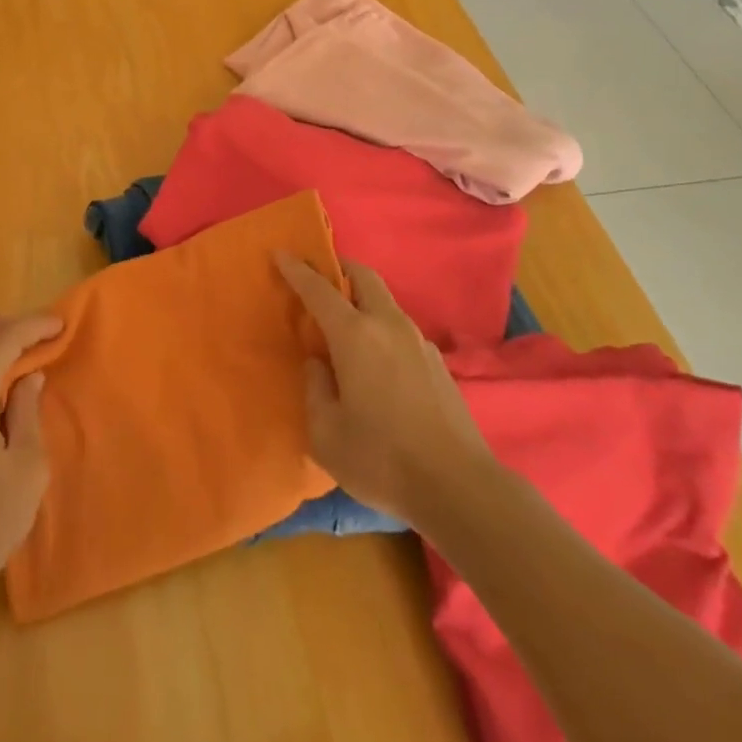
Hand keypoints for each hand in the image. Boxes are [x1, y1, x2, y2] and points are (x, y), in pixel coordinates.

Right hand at [278, 255, 492, 527]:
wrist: (460, 488)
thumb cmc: (382, 459)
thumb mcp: (326, 433)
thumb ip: (316, 388)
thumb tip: (319, 364)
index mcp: (355, 335)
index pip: (319, 289)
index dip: (297, 269)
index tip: (281, 253)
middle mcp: (388, 326)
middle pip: (363, 277)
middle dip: (340, 269)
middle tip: (320, 280)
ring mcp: (419, 342)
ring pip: (386, 302)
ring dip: (363, 301)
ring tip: (346, 329)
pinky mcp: (439, 364)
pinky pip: (401, 331)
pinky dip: (382, 329)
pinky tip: (377, 365)